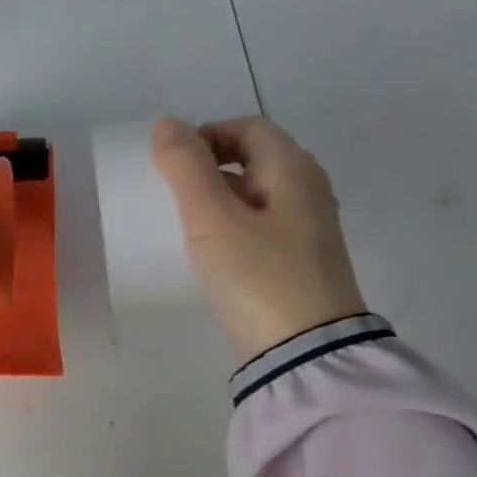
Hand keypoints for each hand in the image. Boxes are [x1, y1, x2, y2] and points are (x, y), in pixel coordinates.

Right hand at [149, 115, 366, 361]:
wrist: (305, 352)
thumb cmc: (257, 275)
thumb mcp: (211, 217)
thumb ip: (185, 166)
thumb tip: (167, 124)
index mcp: (294, 170)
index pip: (248, 128)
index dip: (207, 135)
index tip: (173, 167)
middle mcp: (308, 191)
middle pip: (254, 159)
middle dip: (209, 168)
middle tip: (174, 197)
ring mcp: (308, 229)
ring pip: (255, 195)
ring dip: (218, 198)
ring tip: (187, 226)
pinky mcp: (300, 262)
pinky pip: (260, 226)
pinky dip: (232, 226)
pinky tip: (213, 254)